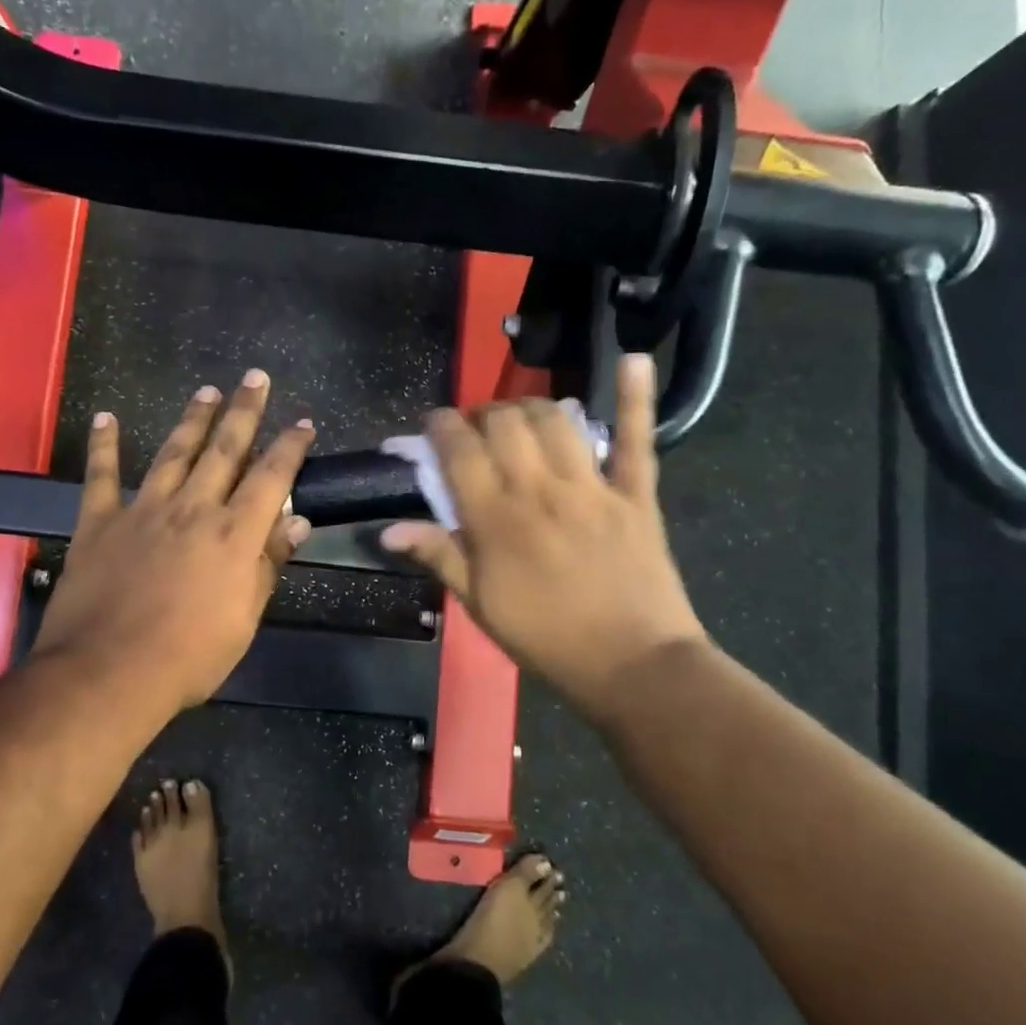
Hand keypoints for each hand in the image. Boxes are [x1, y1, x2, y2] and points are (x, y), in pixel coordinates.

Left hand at [30, 370, 315, 714]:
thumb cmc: (188, 657)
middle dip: (243, 411)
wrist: (107, 673)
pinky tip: (106, 418)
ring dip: (191, 419)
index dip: (289, 447)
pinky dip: (104, 446)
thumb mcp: (243, 619)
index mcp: (233, 534)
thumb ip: (267, 564)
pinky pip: (101, 476)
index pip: (271, 478)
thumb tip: (295, 521)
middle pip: (224, 449)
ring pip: (172, 452)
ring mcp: (143, 510)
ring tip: (206, 392)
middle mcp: (192, 509)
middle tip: (254, 378)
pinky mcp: (99, 523)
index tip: (302, 422)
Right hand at [380, 353, 705, 710]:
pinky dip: (636, 397)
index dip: (442, 426)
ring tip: (521, 419)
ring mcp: (591, 486)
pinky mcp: (635, 493)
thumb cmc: (546, 638)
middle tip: (477, 431)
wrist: (632, 664)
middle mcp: (539, 489)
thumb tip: (387, 529)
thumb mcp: (480, 604)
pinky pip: (638, 438)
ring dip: (531, 407)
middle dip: (482, 414)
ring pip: (556, 419)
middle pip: (504, 423)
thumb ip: (438, 555)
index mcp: (496, 518)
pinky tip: (634, 360)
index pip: (459, 450)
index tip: (435, 424)